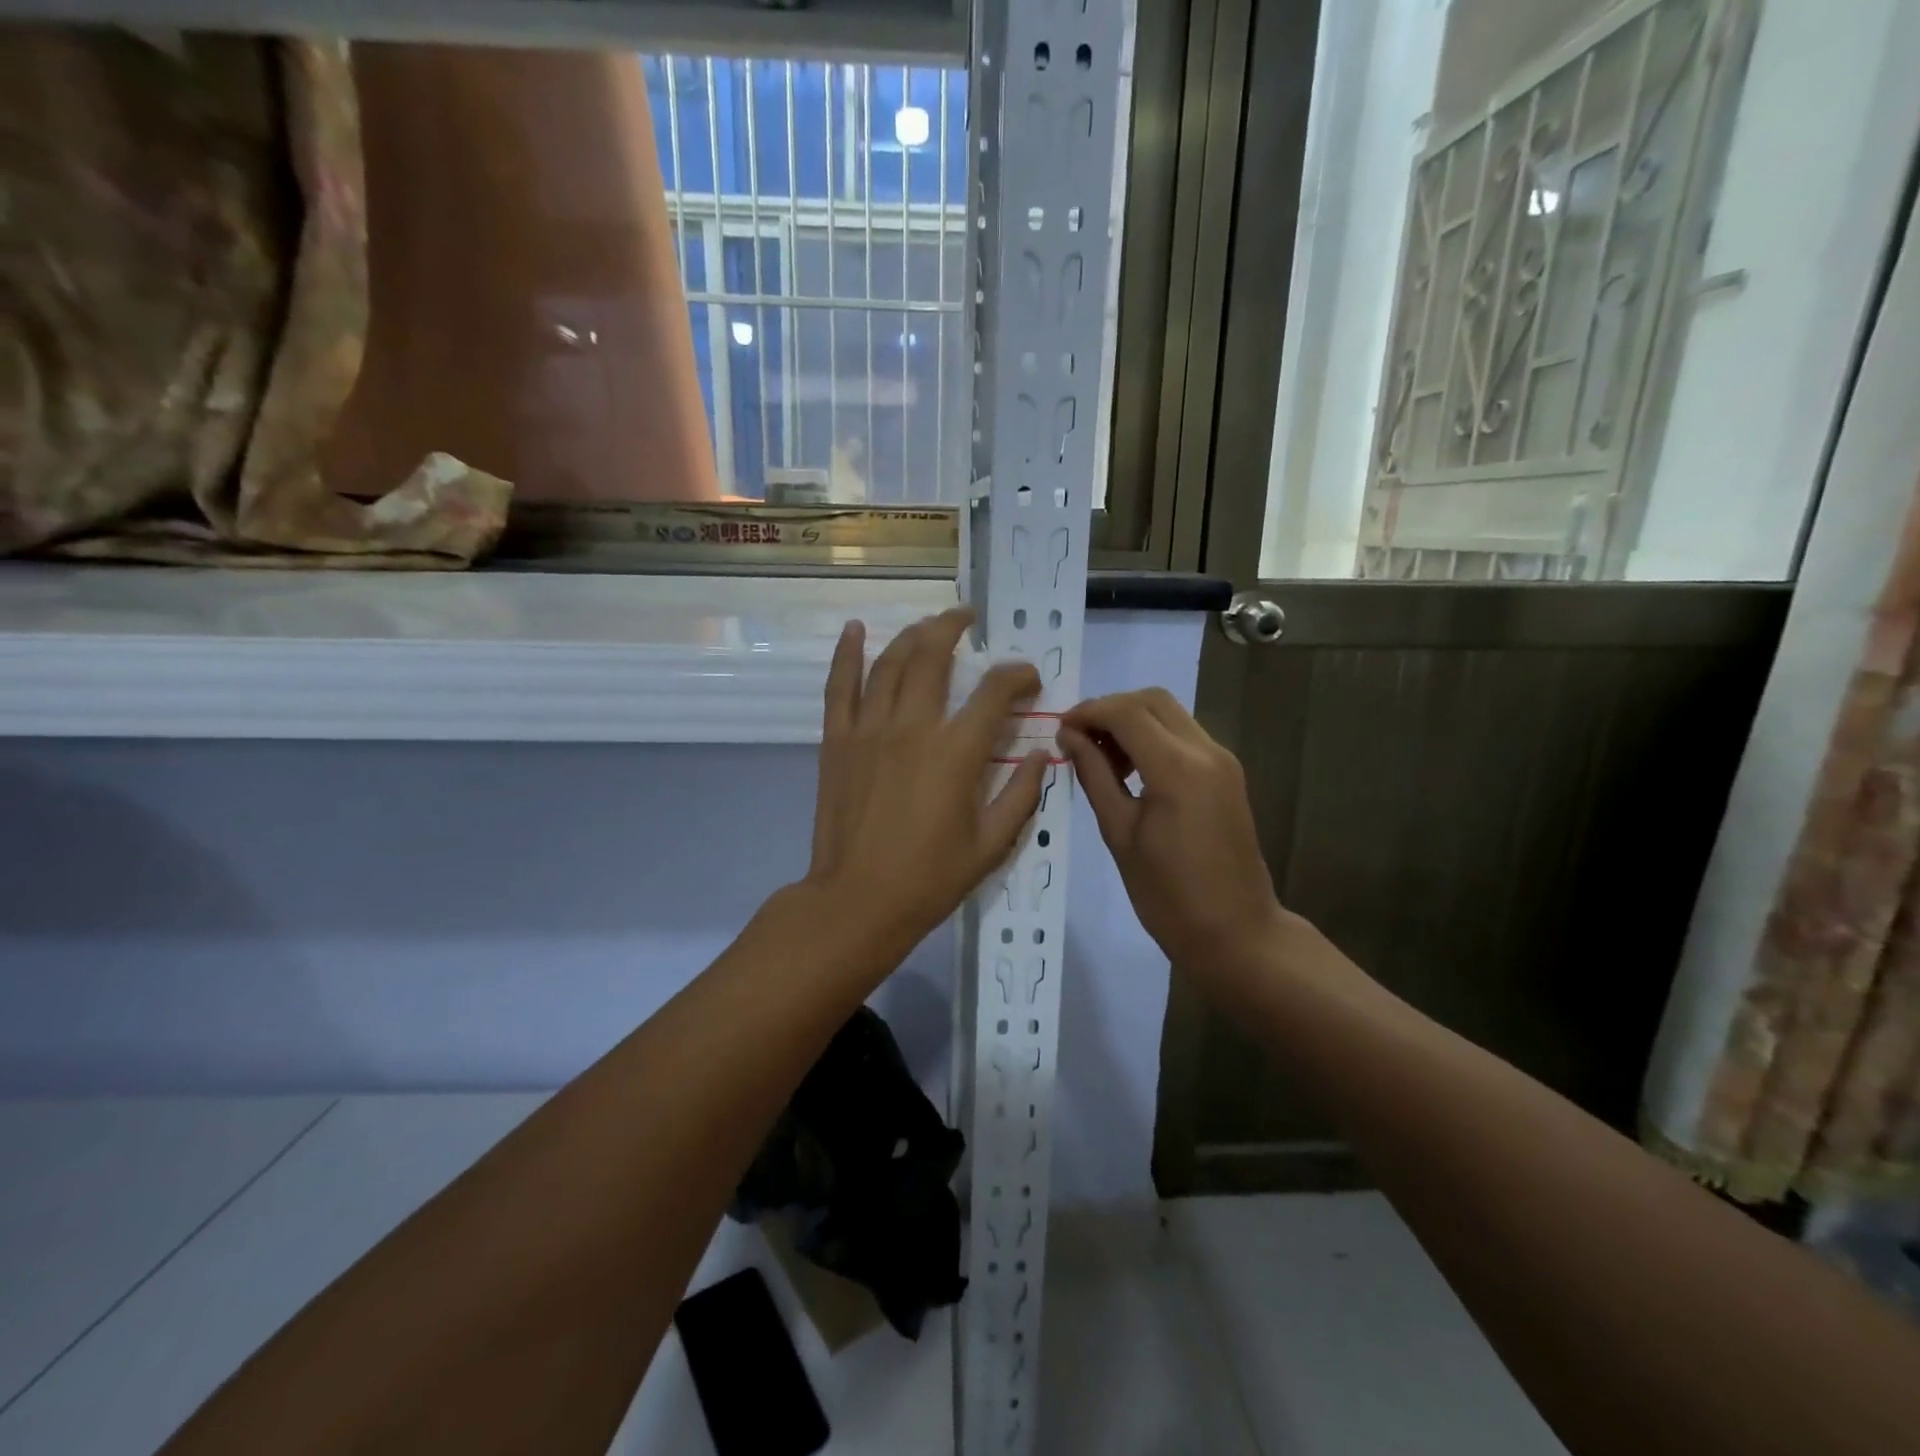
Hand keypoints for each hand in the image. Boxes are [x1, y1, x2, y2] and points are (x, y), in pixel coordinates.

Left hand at [801, 608, 1048, 960]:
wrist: (857, 901)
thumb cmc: (929, 879)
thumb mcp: (991, 845)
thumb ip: (1022, 795)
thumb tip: (1043, 755)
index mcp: (956, 753)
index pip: (995, 692)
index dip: (1018, 676)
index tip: (1028, 679)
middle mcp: (913, 727)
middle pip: (934, 655)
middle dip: (955, 627)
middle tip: (969, 618)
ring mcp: (869, 729)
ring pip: (890, 662)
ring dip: (913, 634)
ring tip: (930, 623)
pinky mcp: (837, 740)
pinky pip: (840, 686)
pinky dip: (847, 653)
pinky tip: (855, 629)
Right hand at [1059, 689, 1287, 988]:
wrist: (1236, 933)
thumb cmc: (1167, 894)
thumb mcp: (1119, 834)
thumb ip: (1094, 776)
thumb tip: (1069, 737)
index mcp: (1177, 768)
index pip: (1126, 713)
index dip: (1088, 712)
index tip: (1059, 730)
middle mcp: (1206, 751)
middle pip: (1152, 700)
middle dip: (1110, 709)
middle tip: (1078, 738)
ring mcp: (1222, 760)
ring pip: (1170, 714)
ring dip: (1132, 721)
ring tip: (1100, 757)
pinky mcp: (1227, 773)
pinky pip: (1184, 736)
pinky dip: (1152, 737)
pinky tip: (1130, 768)